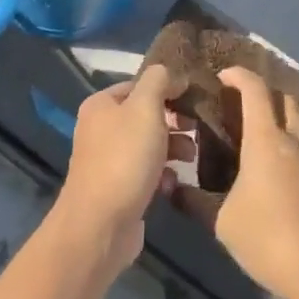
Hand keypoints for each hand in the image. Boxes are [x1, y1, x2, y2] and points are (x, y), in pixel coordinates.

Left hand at [55, 65, 178, 274]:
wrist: (101, 224)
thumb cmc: (125, 158)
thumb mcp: (145, 108)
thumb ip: (158, 82)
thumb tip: (170, 75)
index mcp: (101, 104)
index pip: (140, 85)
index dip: (168, 90)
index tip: (195, 100)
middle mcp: (100, 129)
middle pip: (146, 116)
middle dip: (174, 122)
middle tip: (198, 131)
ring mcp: (108, 160)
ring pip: (149, 145)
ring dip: (174, 149)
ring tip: (192, 158)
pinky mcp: (118, 189)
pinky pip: (146, 173)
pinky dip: (163, 176)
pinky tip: (173, 184)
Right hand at [172, 67, 298, 298]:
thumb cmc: (268, 238)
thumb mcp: (222, 222)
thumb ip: (195, 201)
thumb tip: (172, 188)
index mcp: (267, 140)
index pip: (255, 91)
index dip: (239, 75)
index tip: (223, 75)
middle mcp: (295, 142)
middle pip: (285, 99)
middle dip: (264, 92)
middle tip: (240, 103)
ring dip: (284, 114)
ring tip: (261, 129)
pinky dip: (294, 142)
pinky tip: (280, 166)